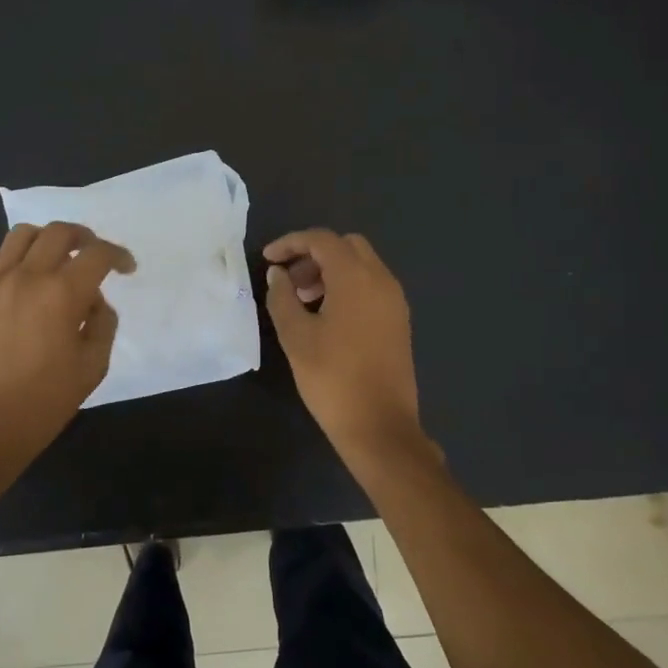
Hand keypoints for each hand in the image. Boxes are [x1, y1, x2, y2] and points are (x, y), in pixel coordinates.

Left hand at [0, 222, 133, 481]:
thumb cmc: (42, 403)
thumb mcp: (92, 367)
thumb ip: (102, 324)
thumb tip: (93, 301)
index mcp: (62, 294)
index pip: (97, 254)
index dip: (118, 255)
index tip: (126, 268)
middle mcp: (26, 276)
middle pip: (59, 232)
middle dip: (84, 238)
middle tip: (93, 256)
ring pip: (22, 234)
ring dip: (46, 240)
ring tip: (55, 260)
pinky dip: (11, 256)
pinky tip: (19, 277)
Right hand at [263, 229, 442, 475]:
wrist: (381, 427)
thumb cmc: (333, 379)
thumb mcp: (296, 337)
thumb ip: (282, 297)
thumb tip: (277, 274)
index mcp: (356, 278)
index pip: (322, 240)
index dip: (291, 243)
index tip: (268, 259)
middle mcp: (381, 280)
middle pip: (346, 246)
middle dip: (314, 254)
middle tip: (289, 280)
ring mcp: (395, 301)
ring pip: (361, 265)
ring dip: (331, 270)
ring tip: (303, 300)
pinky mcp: (399, 321)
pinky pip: (372, 285)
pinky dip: (348, 286)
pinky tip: (327, 316)